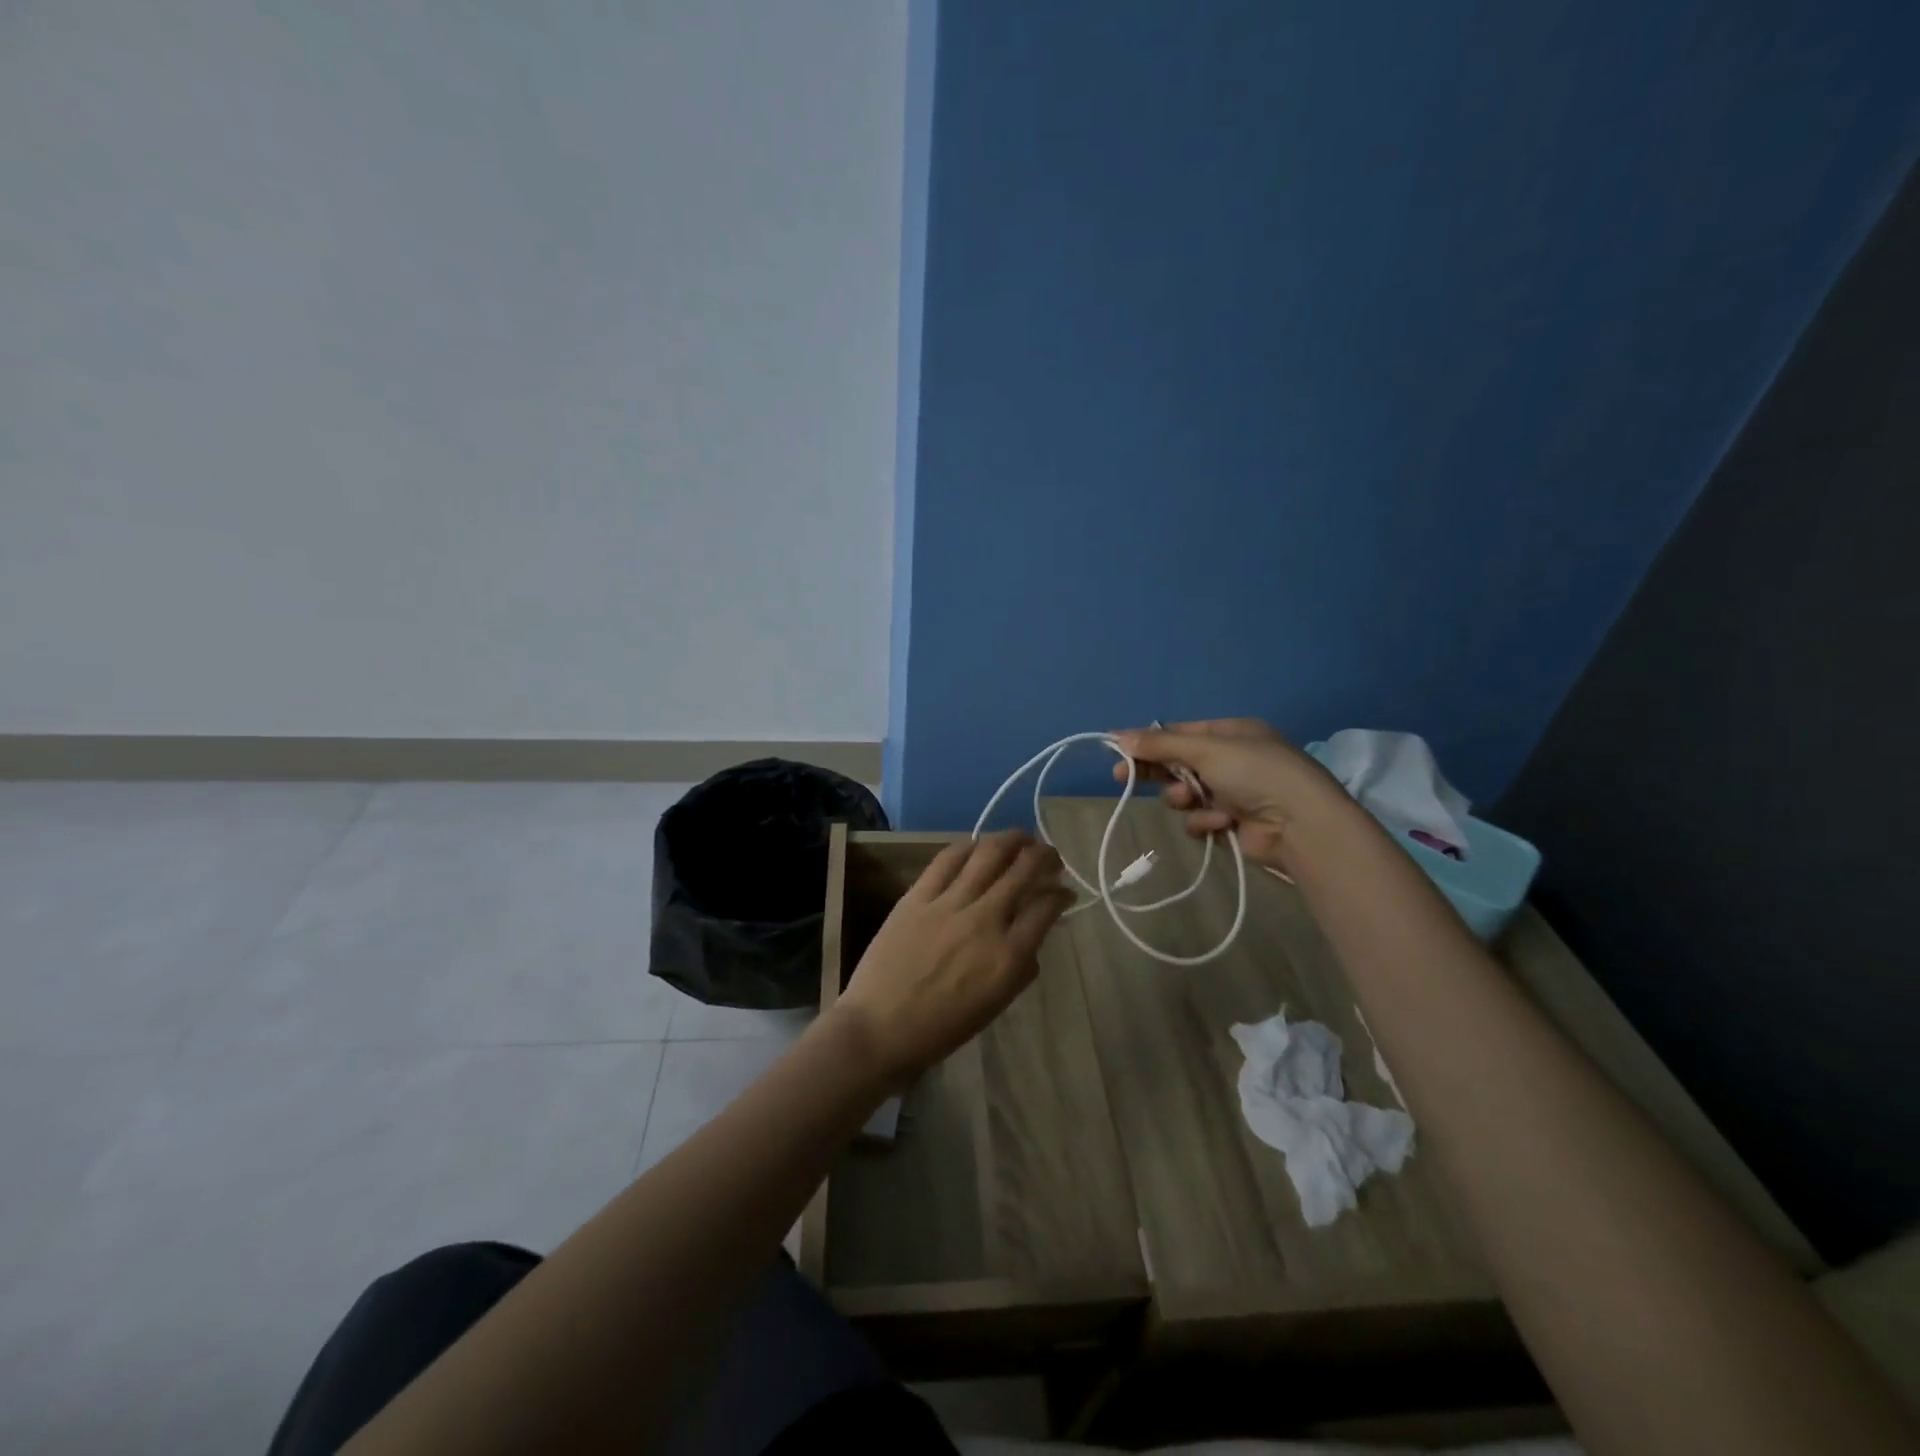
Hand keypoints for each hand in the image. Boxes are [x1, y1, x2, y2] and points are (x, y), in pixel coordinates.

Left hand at [832, 831, 1073, 1082]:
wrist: (879, 1028)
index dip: (1061, 894)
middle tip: (1050, 855)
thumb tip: (1032, 936)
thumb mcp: (995, 1005)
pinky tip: (977, 846)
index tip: (1064, 891)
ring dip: (1012, 840)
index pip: (1047, 908)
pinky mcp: (917, 896)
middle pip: (1023, 871)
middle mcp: (984, 921)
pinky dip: (968, 847)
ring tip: (1022, 837)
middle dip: (1044, 856)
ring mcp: (949, 904)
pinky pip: (947, 860)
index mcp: (1008, 956)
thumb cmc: (941, 1027)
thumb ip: (1020, 967)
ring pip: (989, 855)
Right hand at [1110, 718, 1344, 866]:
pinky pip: (1200, 820)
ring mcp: (1233, 794)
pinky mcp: (1232, 825)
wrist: (1301, 825)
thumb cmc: (1255, 773)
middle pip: (1178, 763)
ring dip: (1184, 797)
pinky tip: (1220, 822)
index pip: (1180, 733)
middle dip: (1157, 771)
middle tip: (1122, 777)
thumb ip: (1160, 745)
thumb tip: (1117, 736)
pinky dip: (1205, 821)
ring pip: (1185, 794)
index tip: (1118, 750)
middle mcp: (1232, 761)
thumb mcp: (1205, 749)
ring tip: (1191, 799)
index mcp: (1232, 734)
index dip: (1149, 741)